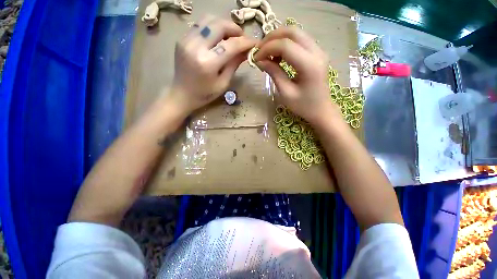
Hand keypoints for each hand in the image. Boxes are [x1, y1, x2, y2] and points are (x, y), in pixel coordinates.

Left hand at [170, 15, 255, 114]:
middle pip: (219, 25)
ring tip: (230, 36)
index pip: (230, 45)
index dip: (245, 42)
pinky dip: (212, 28)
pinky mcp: (182, 39)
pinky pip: (200, 25)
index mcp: (208, 63)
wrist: (182, 94)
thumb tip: (246, 51)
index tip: (254, 42)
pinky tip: (217, 38)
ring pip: (209, 20)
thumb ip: (234, 64)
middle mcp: (196, 47)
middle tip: (242, 38)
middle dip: (235, 29)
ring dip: (223, 25)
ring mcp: (187, 40)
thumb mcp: (223, 83)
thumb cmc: (205, 94)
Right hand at [254, 27, 339, 124]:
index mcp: (309, 65)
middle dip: (272, 38)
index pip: (285, 45)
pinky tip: (278, 55)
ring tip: (267, 53)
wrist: (321, 109)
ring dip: (278, 39)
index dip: (267, 48)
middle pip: (292, 32)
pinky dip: (286, 43)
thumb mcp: (286, 93)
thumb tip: (260, 60)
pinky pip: (300, 40)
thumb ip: (274, 73)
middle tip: (259, 50)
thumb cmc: (303, 106)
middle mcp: (317, 52)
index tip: (256, 58)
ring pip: (296, 33)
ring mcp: (319, 50)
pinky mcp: (317, 52)